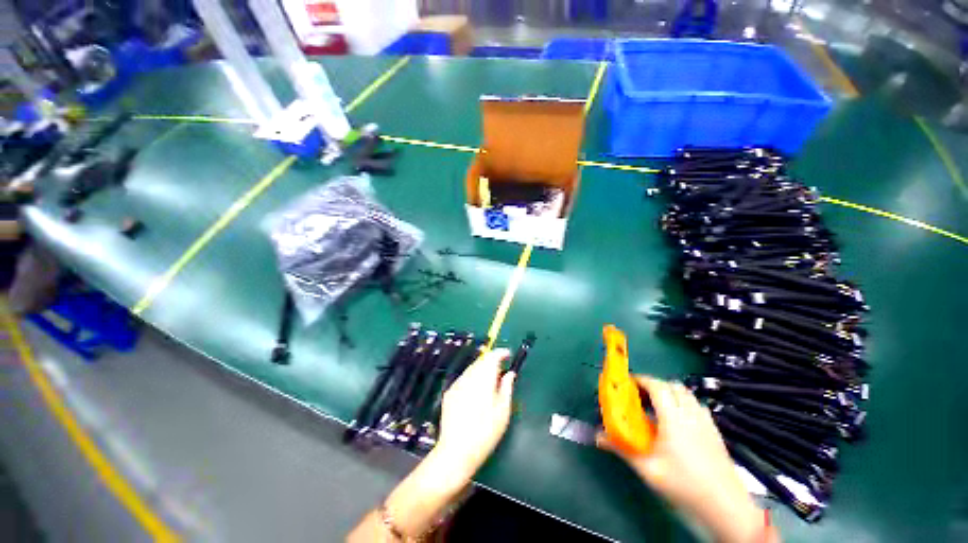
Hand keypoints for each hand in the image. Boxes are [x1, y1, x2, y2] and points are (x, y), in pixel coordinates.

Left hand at [433, 348, 515, 479]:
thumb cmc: (485, 432)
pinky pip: (463, 379)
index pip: (492, 356)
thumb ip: (507, 387)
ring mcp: (457, 384)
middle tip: (501, 373)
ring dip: (481, 370)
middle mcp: (469, 377)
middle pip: (481, 360)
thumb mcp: (503, 411)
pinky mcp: (449, 393)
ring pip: (471, 369)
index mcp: (483, 379)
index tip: (508, 355)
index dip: (501, 353)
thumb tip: (510, 374)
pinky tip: (475, 394)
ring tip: (489, 384)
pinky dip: (472, 379)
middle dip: (491, 362)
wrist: (456, 451)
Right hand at [597, 376, 765, 542]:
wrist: (725, 506)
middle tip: (640, 396)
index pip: (658, 386)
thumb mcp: (648, 469)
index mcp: (674, 419)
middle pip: (672, 385)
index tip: (628, 383)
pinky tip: (678, 420)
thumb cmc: (684, 485)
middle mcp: (691, 414)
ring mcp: (706, 422)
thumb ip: (622, 449)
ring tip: (657, 406)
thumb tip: (597, 437)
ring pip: (687, 394)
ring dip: (670, 392)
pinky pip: (697, 405)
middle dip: (654, 385)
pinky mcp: (715, 431)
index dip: (642, 380)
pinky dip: (684, 403)